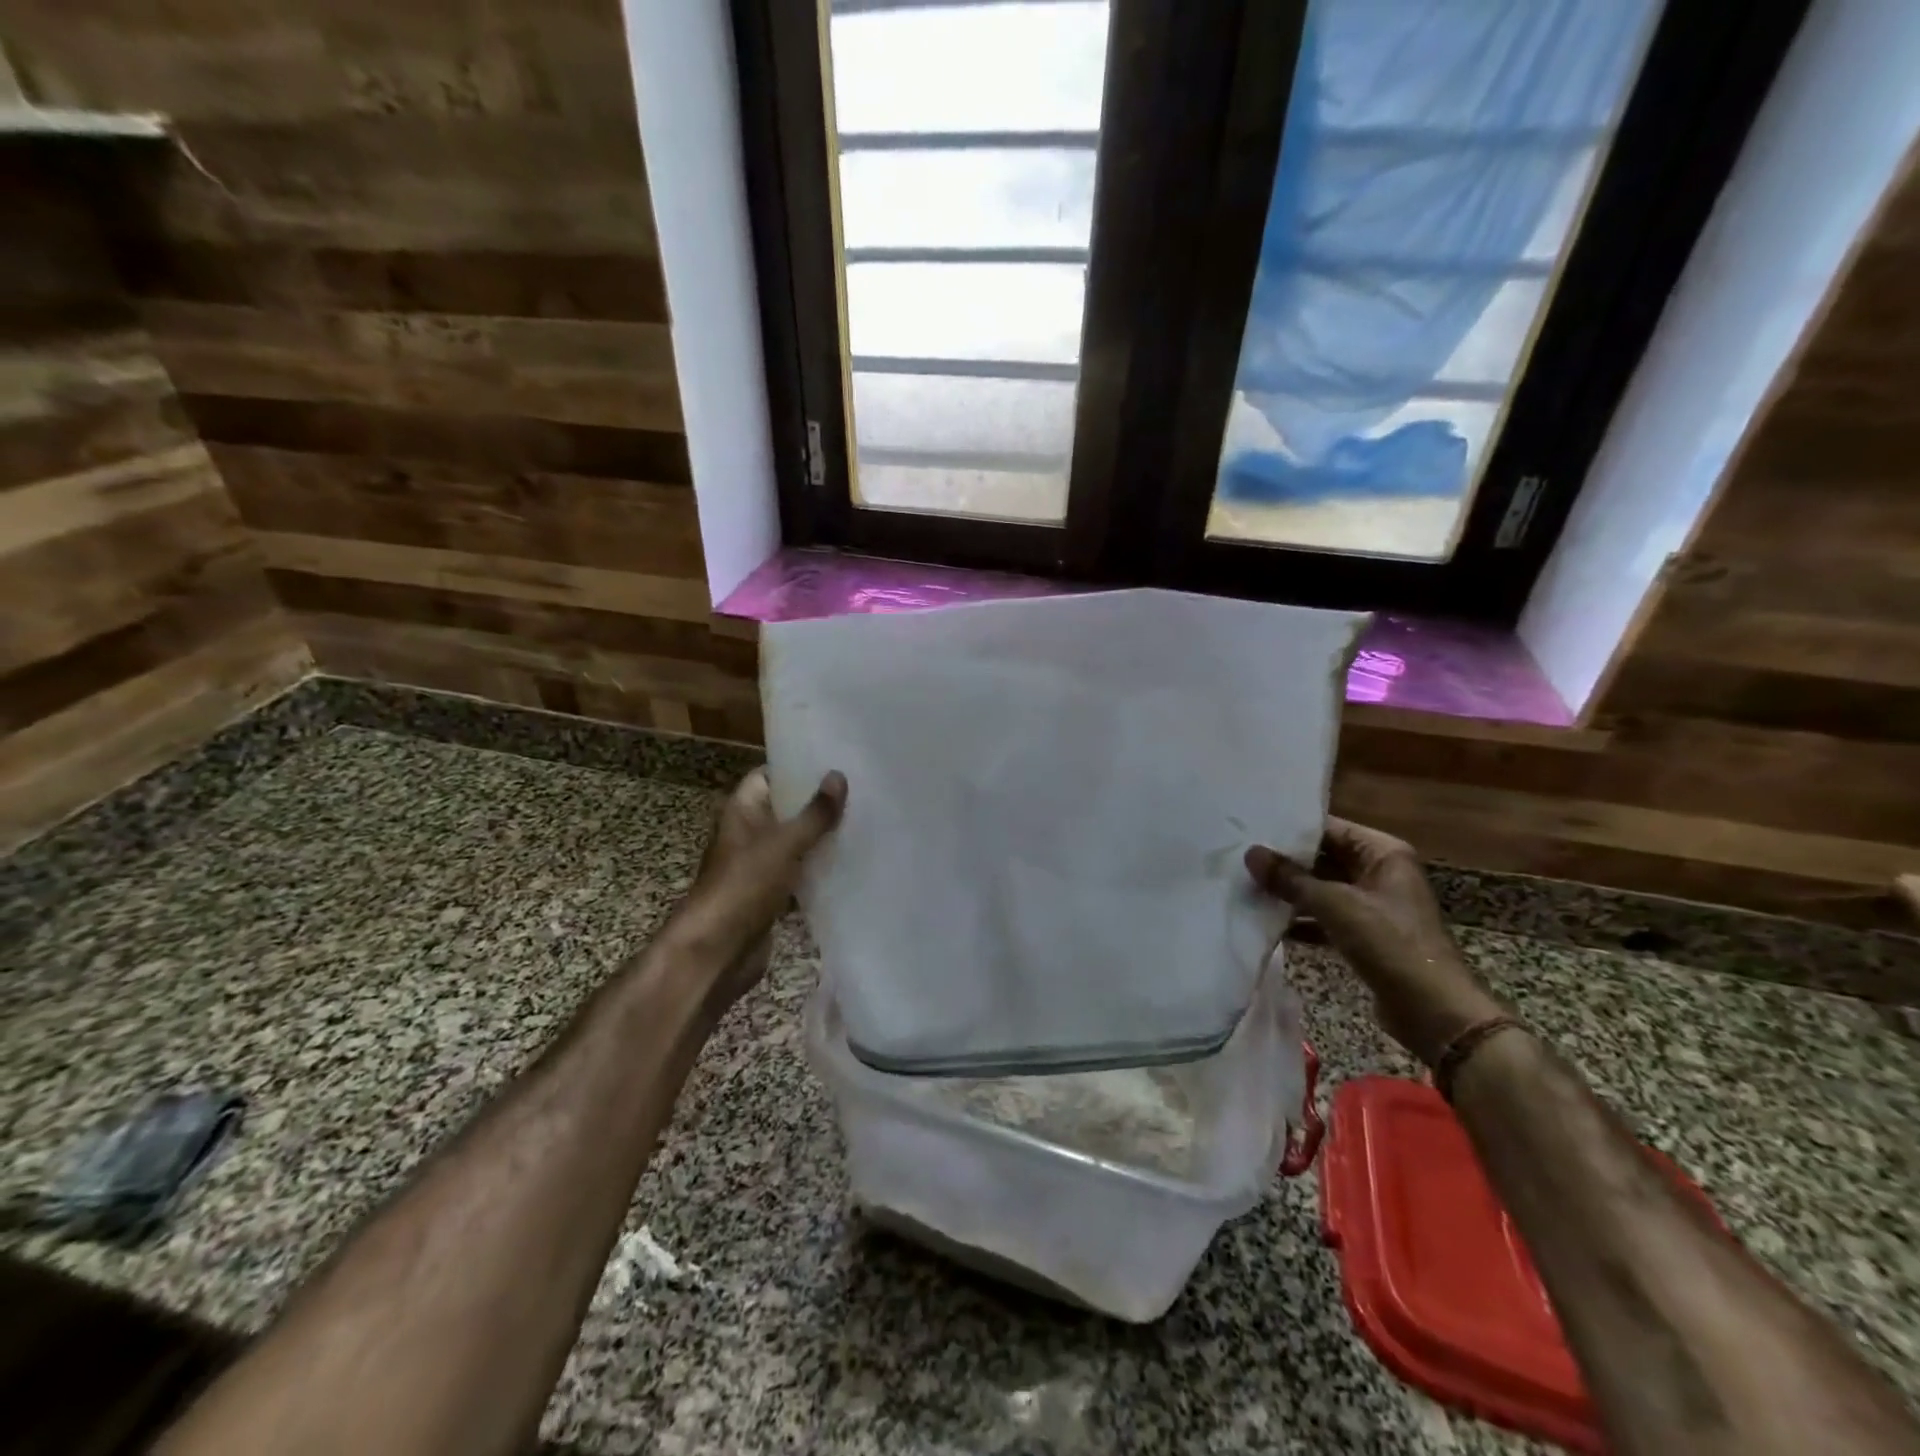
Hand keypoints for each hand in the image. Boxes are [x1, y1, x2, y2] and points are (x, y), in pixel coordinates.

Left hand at [667, 768, 846, 1007]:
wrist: (717, 953)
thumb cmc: (744, 886)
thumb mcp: (784, 844)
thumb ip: (814, 813)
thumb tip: (838, 775)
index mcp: (743, 811)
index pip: (769, 776)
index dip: (798, 767)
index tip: (836, 761)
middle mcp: (749, 833)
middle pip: (786, 809)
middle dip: (819, 803)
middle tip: (863, 790)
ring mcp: (760, 866)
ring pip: (796, 843)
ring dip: (823, 837)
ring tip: (866, 820)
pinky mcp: (772, 895)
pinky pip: (800, 873)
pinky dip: (821, 869)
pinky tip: (854, 861)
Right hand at [1245, 818, 1505, 1066]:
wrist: (1432, 1011)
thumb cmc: (1389, 944)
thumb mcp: (1335, 905)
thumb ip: (1290, 879)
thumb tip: (1251, 854)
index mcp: (1383, 853)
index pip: (1329, 829)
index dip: (1291, 831)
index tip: (1251, 831)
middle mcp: (1380, 872)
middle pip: (1323, 858)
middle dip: (1285, 863)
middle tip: (1241, 859)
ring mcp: (1373, 905)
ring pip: (1322, 888)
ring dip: (1290, 892)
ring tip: (1246, 887)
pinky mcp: (1365, 935)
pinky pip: (1325, 917)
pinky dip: (1301, 919)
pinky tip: (1267, 922)